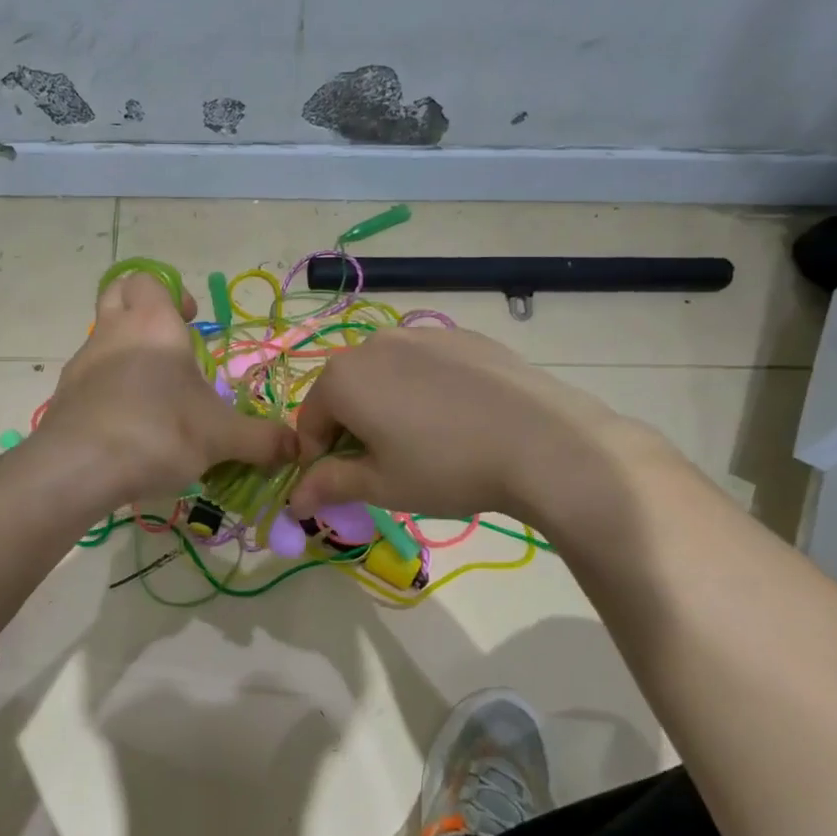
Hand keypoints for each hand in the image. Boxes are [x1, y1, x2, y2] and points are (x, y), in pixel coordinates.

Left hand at [36, 272, 295, 512]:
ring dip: (125, 354)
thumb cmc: (159, 432)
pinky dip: (107, 391)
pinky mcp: (64, 397)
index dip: (171, 293)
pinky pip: (89, 380)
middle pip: (116, 294)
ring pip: (101, 340)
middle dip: (141, 309)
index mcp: (153, 324)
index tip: (191, 321)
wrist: (80, 468)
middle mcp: (112, 333)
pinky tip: (128, 426)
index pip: (150, 279)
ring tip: (154, 395)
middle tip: (168, 344)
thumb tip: (295, 449)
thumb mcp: (222, 438)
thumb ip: (261, 441)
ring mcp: (82, 365)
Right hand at [288, 325, 664, 529]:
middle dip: (353, 428)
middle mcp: (373, 344)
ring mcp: (421, 334)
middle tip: (387, 465)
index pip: (310, 423)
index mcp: (342, 379)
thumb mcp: (381, 486)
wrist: (544, 442)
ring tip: (426, 441)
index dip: (320, 458)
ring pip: (385, 375)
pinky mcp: (462, 336)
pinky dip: (425, 389)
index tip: (346, 484)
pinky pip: (424, 365)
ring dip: (387, 406)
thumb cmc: (446, 468)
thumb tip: (293, 501)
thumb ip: (329, 486)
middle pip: (345, 393)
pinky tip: (458, 419)